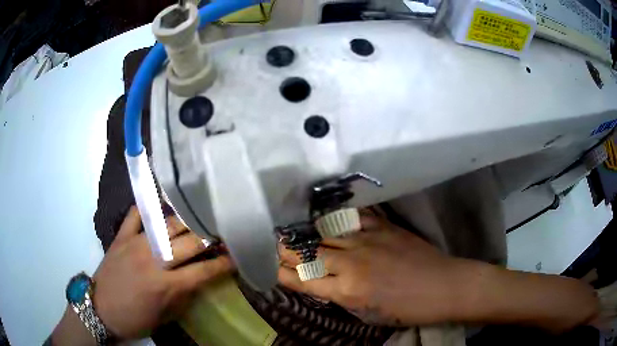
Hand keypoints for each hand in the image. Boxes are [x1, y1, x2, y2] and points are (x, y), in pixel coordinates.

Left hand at [93, 206, 233, 339]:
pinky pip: (137, 214)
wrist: (100, 309)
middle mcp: (154, 259)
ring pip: (168, 224)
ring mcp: (136, 243)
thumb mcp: (165, 317)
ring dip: (186, 222)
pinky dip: (149, 208)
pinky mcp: (121, 236)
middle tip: (221, 234)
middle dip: (210, 238)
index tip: (236, 257)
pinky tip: (160, 207)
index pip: (203, 271)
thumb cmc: (135, 318)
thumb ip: (184, 297)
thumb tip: (200, 280)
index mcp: (166, 285)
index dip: (224, 264)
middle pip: (190, 242)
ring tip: (198, 219)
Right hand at [278, 212, 460, 325]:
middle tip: (275, 245)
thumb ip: (343, 297)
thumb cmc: (407, 308)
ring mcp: (368, 241)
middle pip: (310, 253)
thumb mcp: (369, 314)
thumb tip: (324, 284)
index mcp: (348, 291)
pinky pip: (353, 218)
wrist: (443, 286)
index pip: (305, 281)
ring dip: (307, 233)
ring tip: (293, 230)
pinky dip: (337, 218)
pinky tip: (327, 216)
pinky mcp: (383, 227)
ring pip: (326, 233)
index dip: (285, 274)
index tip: (272, 267)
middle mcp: (352, 263)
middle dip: (288, 251)